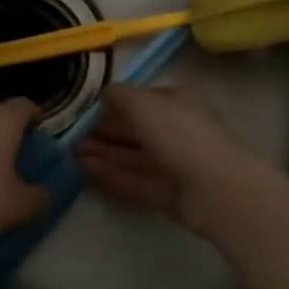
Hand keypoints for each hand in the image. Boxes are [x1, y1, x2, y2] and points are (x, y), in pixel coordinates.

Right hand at [75, 84, 272, 238]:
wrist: (218, 189)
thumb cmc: (180, 133)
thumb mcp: (142, 102)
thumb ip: (118, 95)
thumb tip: (103, 94)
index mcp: (176, 102)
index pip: (140, 100)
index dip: (111, 104)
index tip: (83, 111)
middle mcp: (176, 130)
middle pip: (134, 129)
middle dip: (102, 132)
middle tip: (70, 136)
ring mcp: (174, 164)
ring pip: (132, 156)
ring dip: (102, 154)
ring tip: (71, 154)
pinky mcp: (169, 194)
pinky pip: (135, 180)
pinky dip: (111, 175)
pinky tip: (85, 171)